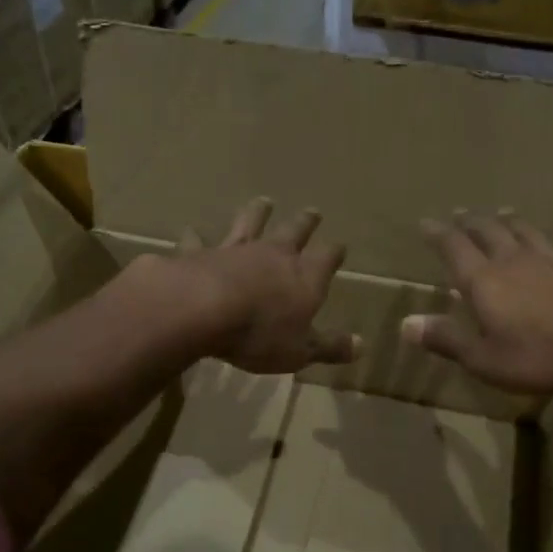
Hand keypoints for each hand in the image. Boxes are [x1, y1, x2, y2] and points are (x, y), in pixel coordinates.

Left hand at [171, 198, 359, 374]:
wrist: (202, 310)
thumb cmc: (259, 333)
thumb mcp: (300, 350)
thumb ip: (330, 347)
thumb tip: (362, 346)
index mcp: (305, 276)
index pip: (327, 257)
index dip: (335, 252)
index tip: (340, 247)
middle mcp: (274, 254)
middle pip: (294, 231)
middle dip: (305, 222)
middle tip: (313, 211)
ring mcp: (235, 249)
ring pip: (250, 223)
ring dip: (258, 212)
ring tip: (263, 201)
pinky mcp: (200, 254)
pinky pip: (198, 242)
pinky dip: (195, 237)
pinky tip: (190, 231)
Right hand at [403, 211, 552, 394]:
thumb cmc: (535, 355)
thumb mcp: (483, 358)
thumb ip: (446, 339)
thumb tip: (405, 324)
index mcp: (483, 280)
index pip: (454, 247)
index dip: (438, 233)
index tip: (426, 222)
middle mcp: (512, 261)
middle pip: (488, 230)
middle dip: (471, 222)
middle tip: (461, 214)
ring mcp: (547, 262)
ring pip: (523, 231)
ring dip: (508, 220)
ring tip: (502, 212)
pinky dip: (544, 240)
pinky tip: (549, 244)